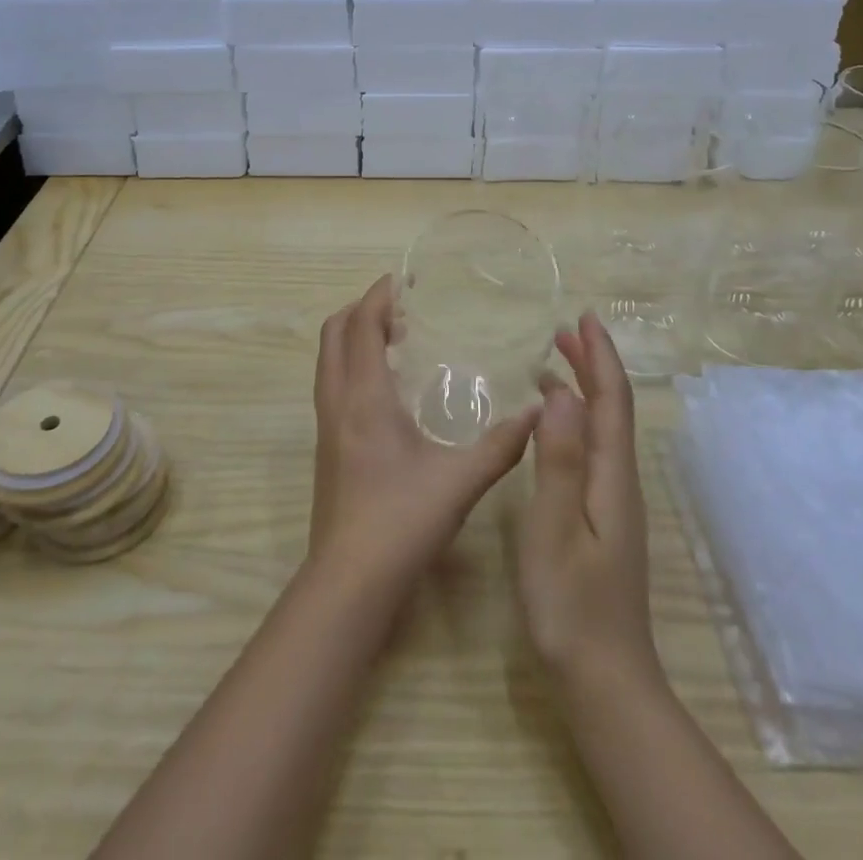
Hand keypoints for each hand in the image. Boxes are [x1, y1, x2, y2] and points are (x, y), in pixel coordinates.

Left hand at [307, 275, 539, 604]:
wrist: (350, 581)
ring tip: (395, 339)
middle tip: (400, 308)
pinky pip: (332, 384)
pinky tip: (386, 389)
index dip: (377, 297)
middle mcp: (337, 402)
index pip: (360, 326)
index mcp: (364, 398)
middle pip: (333, 334)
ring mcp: (326, 426)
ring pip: (328, 360)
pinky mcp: (326, 447)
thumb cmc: (402, 522)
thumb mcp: (460, 481)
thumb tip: (537, 412)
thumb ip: (501, 445)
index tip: (403, 281)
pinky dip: (352, 365)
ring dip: (353, 337)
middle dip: (361, 310)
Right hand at [517, 313, 660, 691]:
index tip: (585, 317)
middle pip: (612, 409)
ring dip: (584, 389)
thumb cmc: (571, 603)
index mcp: (610, 476)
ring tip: (552, 362)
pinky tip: (551, 427)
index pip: (611, 401)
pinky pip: (591, 450)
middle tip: (564, 329)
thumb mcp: (554, 527)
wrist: (604, 679)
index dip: (600, 356)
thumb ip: (559, 459)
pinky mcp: (602, 518)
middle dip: (593, 364)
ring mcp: (613, 502)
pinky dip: (575, 421)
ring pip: (602, 429)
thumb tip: (564, 393)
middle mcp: (619, 480)